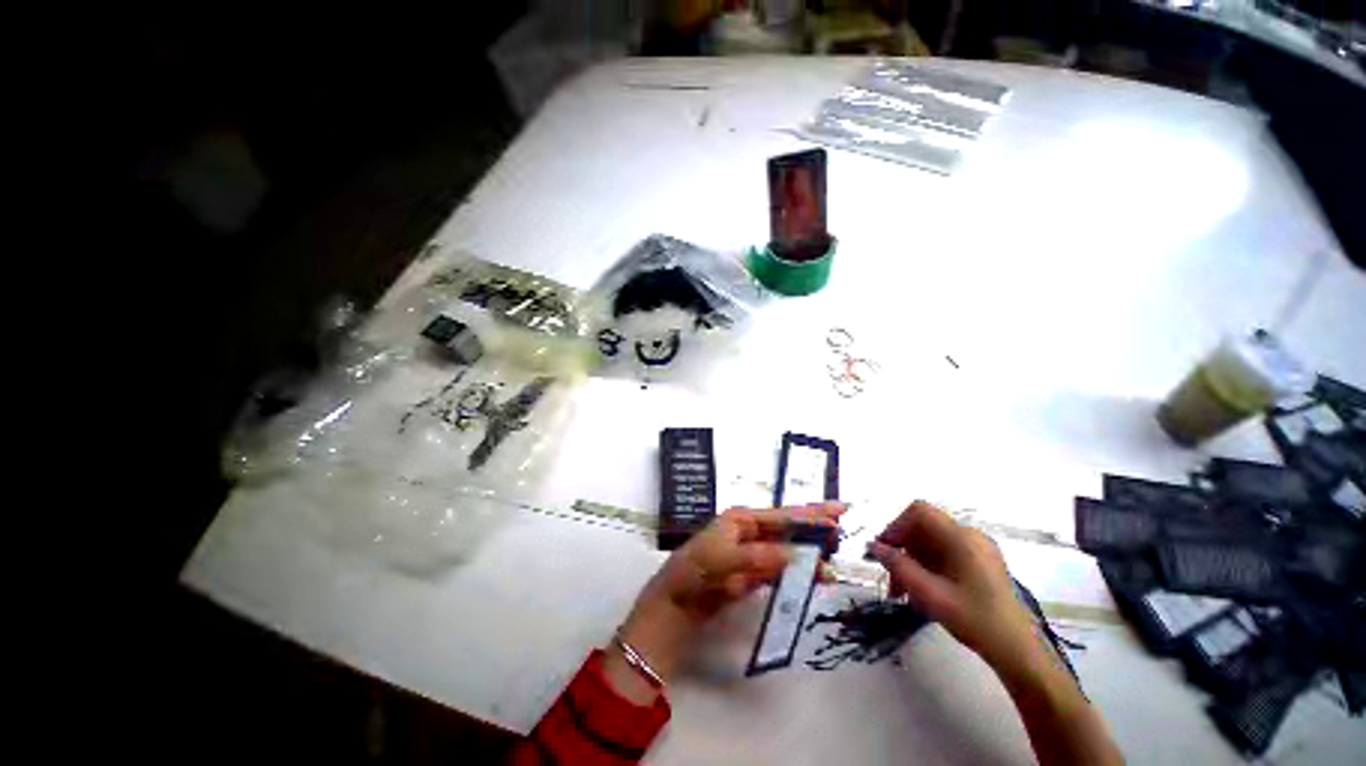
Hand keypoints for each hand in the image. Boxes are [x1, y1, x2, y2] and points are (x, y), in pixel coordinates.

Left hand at [605, 503, 844, 701]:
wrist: (675, 604)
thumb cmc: (694, 571)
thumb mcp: (724, 559)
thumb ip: (760, 557)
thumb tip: (797, 554)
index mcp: (741, 519)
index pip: (782, 515)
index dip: (810, 514)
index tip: (837, 512)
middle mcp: (749, 532)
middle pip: (787, 528)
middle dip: (813, 527)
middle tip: (843, 526)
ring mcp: (751, 553)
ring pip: (787, 549)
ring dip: (809, 552)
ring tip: (834, 556)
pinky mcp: (752, 575)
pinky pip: (780, 570)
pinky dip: (797, 572)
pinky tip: (814, 575)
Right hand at [867, 501, 1034, 667]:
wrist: (1019, 653)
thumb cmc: (975, 620)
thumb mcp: (930, 595)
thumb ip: (898, 567)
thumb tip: (873, 547)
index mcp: (962, 538)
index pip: (919, 512)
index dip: (896, 526)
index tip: (884, 551)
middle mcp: (971, 536)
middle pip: (924, 529)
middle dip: (902, 550)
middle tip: (891, 581)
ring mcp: (978, 549)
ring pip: (932, 543)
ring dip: (913, 562)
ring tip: (903, 593)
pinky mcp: (981, 564)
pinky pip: (945, 554)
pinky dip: (928, 568)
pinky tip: (923, 593)